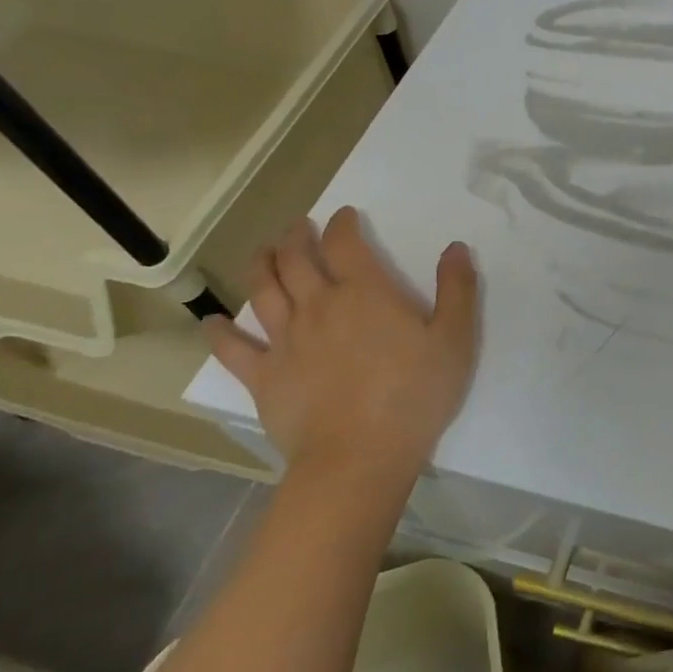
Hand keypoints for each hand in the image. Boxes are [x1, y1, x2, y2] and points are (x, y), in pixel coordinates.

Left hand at [205, 208, 480, 510]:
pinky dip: (221, 331)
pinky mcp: (264, 376)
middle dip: (296, 237)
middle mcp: (318, 306)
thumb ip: (457, 289)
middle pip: (296, 260)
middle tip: (298, 226)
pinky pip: (233, 348)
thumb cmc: (415, 394)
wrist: (360, 456)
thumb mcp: (455, 339)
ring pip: (264, 291)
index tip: (345, 215)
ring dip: (261, 265)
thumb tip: (455, 247)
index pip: (346, 244)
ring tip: (263, 252)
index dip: (343, 224)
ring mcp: (285, 341)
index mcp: (365, 293)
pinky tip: (215, 321)